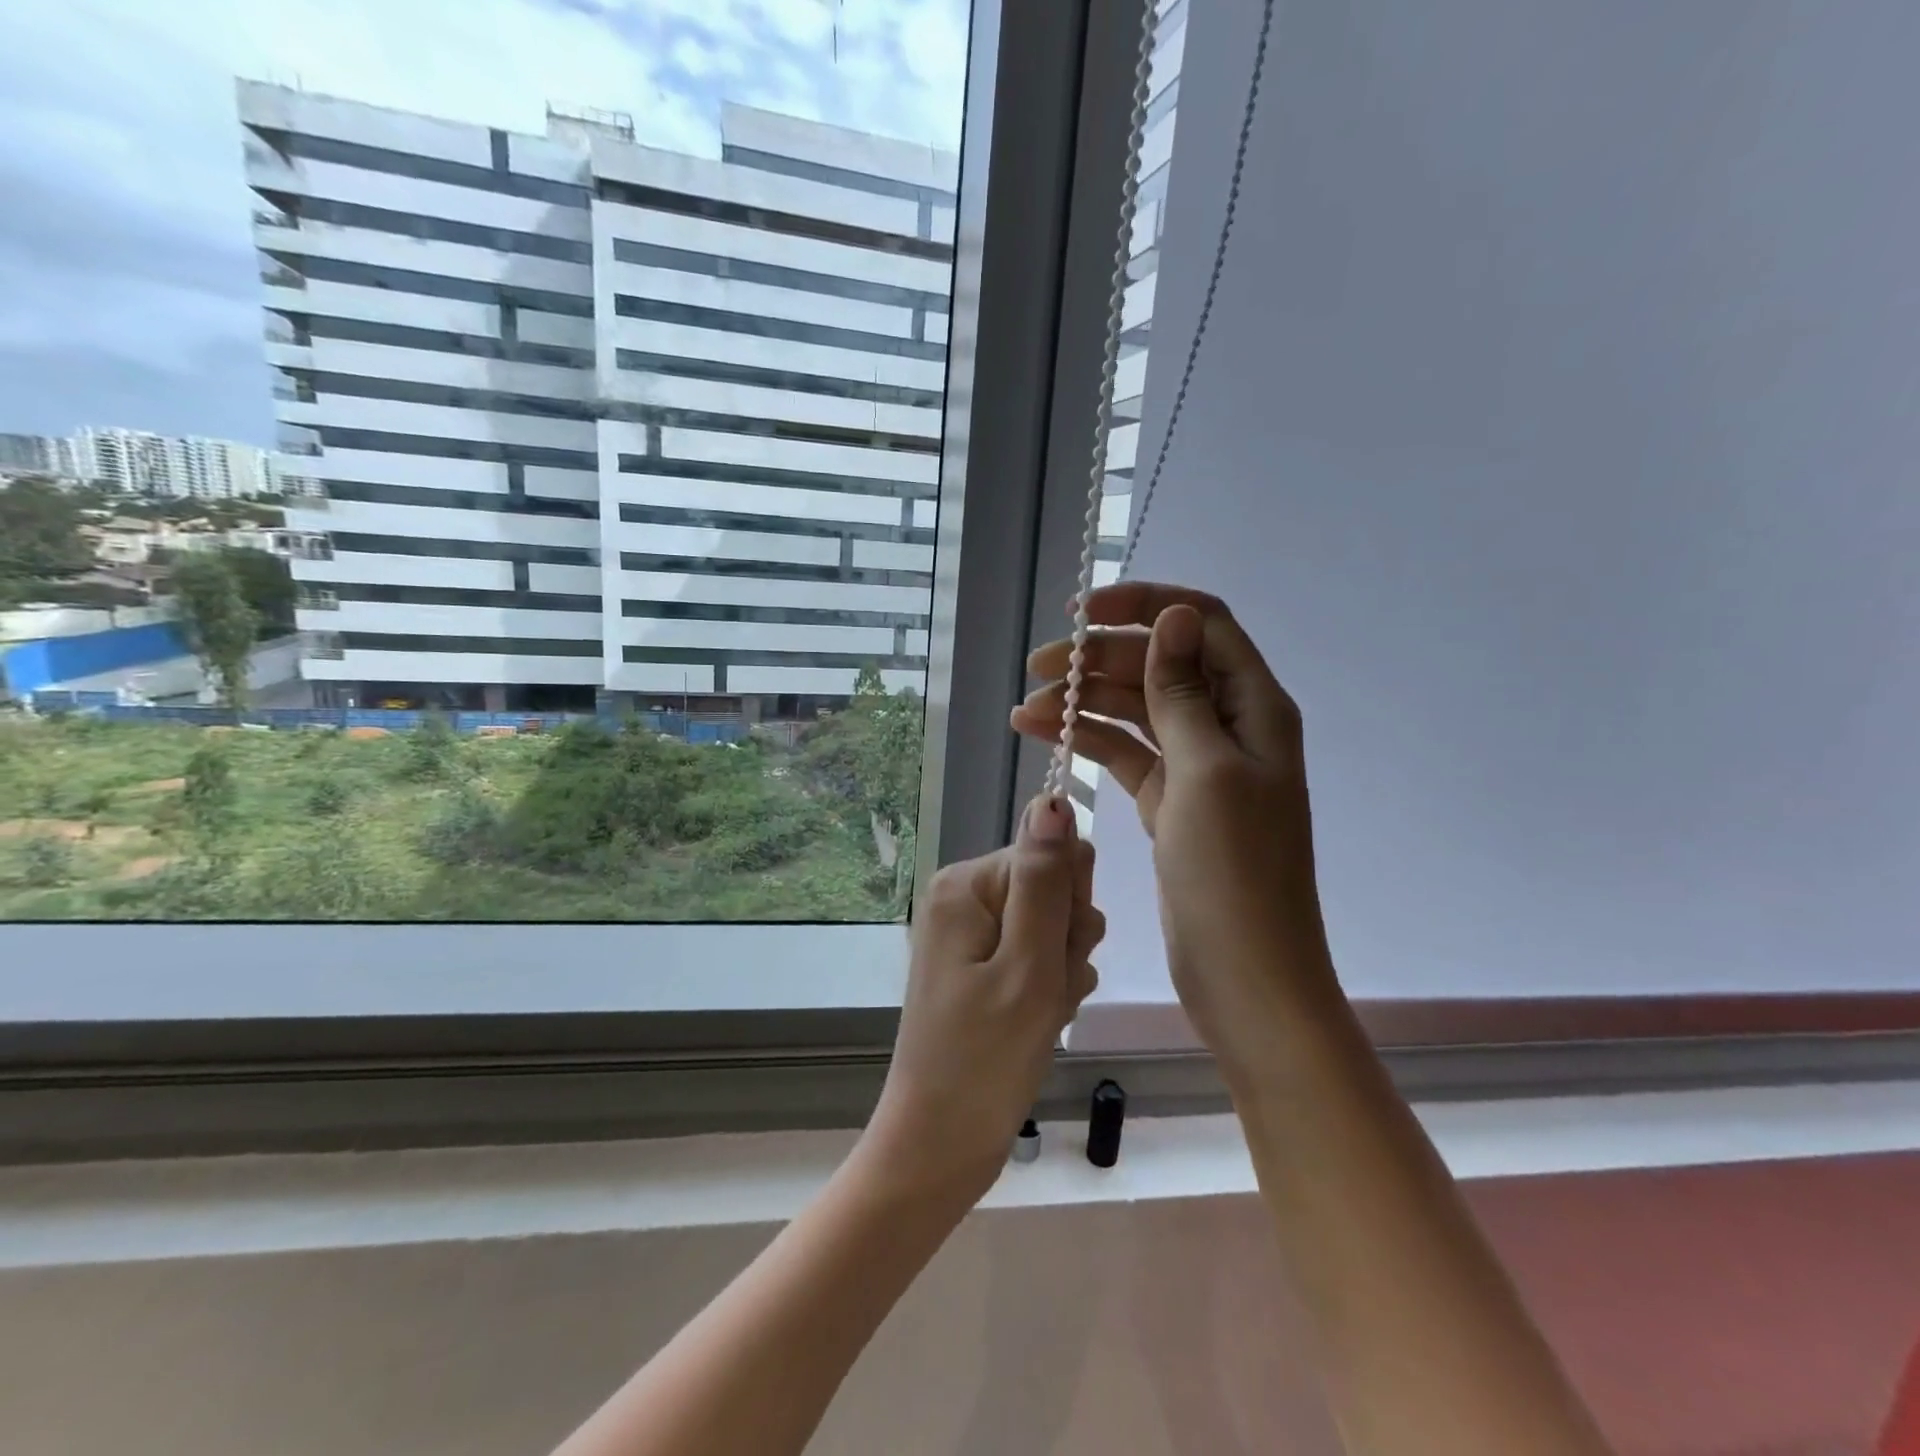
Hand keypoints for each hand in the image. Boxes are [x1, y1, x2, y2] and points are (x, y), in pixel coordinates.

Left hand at [859, 796, 1103, 1207]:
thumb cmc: (985, 1059)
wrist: (939, 1145)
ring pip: (1053, 927)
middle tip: (1046, 993)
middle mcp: (964, 897)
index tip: (1059, 957)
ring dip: (1062, 972)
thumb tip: (1052, 799)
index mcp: (966, 884)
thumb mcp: (1028, 966)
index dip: (1070, 908)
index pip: (1052, 856)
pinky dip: (1048, 990)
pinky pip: (1036, 958)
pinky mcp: (980, 968)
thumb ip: (1046, 881)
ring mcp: (970, 935)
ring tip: (1040, 1015)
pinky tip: (1037, 1024)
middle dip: (1067, 942)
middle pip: (1053, 890)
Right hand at [1011, 583, 1337, 1073]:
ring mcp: (1198, 766)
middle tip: (1039, 668)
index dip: (1144, 607)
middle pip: (1160, 665)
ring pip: (1137, 710)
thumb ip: (1185, 692)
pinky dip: (1088, 741)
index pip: (1200, 624)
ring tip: (1027, 709)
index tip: (1083, 613)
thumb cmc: (1233, 873)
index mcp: (1254, 708)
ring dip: (1085, 701)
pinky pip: (1126, 753)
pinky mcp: (1170, 800)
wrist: (1245, 976)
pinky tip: (1044, 735)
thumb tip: (1175, 616)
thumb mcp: (1206, 772)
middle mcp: (1228, 726)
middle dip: (1101, 659)